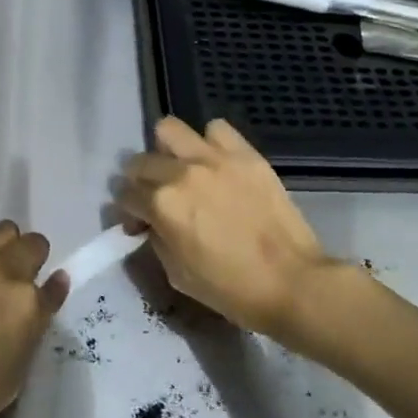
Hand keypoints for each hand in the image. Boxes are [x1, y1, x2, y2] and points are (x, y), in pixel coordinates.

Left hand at [0, 222, 64, 417]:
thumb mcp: (14, 374)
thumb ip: (32, 328)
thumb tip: (44, 294)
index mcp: (26, 304)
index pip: (54, 285)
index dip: (50, 290)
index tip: (45, 296)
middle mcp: (2, 272)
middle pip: (31, 244)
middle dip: (31, 259)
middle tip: (17, 285)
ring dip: (1, 251)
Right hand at [116, 117, 337, 338]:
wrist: (291, 281)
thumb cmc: (230, 288)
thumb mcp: (177, 273)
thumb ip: (156, 239)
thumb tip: (149, 223)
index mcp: (162, 205)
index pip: (125, 194)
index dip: (126, 209)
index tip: (136, 220)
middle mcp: (182, 173)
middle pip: (140, 160)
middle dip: (139, 179)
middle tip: (153, 195)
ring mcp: (215, 158)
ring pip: (170, 129)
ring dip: (167, 149)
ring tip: (180, 168)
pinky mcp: (245, 154)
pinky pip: (217, 129)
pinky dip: (209, 142)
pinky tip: (216, 163)